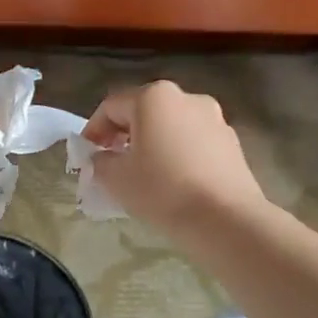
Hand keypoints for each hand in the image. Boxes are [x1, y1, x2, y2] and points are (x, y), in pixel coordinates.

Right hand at [82, 81, 266, 238]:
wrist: (225, 219)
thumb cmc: (162, 190)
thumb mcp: (115, 178)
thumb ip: (100, 162)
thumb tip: (102, 158)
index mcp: (153, 97)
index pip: (111, 107)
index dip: (93, 131)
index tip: (86, 156)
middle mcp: (185, 97)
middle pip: (143, 111)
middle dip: (123, 135)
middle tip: (111, 163)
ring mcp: (214, 118)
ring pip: (170, 126)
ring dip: (151, 143)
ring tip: (143, 174)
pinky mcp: (231, 142)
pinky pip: (193, 141)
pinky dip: (177, 153)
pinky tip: (173, 181)